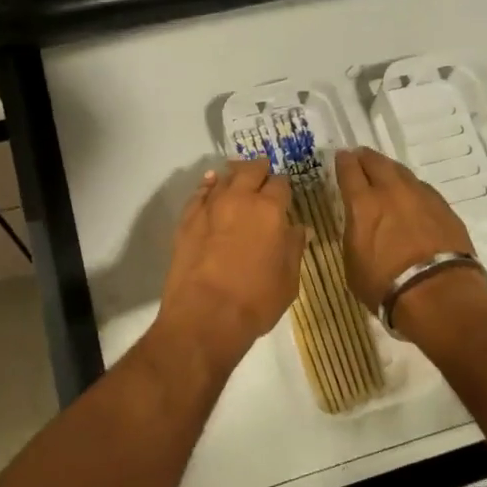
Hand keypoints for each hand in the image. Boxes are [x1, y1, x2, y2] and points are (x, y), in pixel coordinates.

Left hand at [152, 161, 304, 369]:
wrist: (205, 316)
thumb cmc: (255, 301)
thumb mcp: (289, 280)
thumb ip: (294, 248)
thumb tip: (299, 229)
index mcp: (270, 210)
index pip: (280, 184)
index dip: (283, 187)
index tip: (284, 194)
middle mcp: (240, 199)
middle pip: (251, 171)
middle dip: (259, 170)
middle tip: (262, 174)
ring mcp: (210, 207)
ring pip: (224, 178)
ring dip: (233, 176)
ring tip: (237, 178)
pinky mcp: (187, 219)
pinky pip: (199, 193)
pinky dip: (207, 186)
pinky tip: (210, 186)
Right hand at [335, 147, 486, 320]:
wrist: (437, 293)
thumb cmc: (385, 285)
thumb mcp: (353, 263)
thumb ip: (354, 234)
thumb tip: (359, 225)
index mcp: (363, 204)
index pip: (349, 170)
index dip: (343, 161)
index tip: (341, 157)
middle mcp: (391, 191)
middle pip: (376, 161)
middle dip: (365, 157)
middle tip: (360, 158)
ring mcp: (421, 196)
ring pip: (402, 172)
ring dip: (390, 170)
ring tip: (386, 175)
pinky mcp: (444, 207)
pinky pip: (422, 189)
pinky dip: (412, 189)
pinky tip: (411, 198)